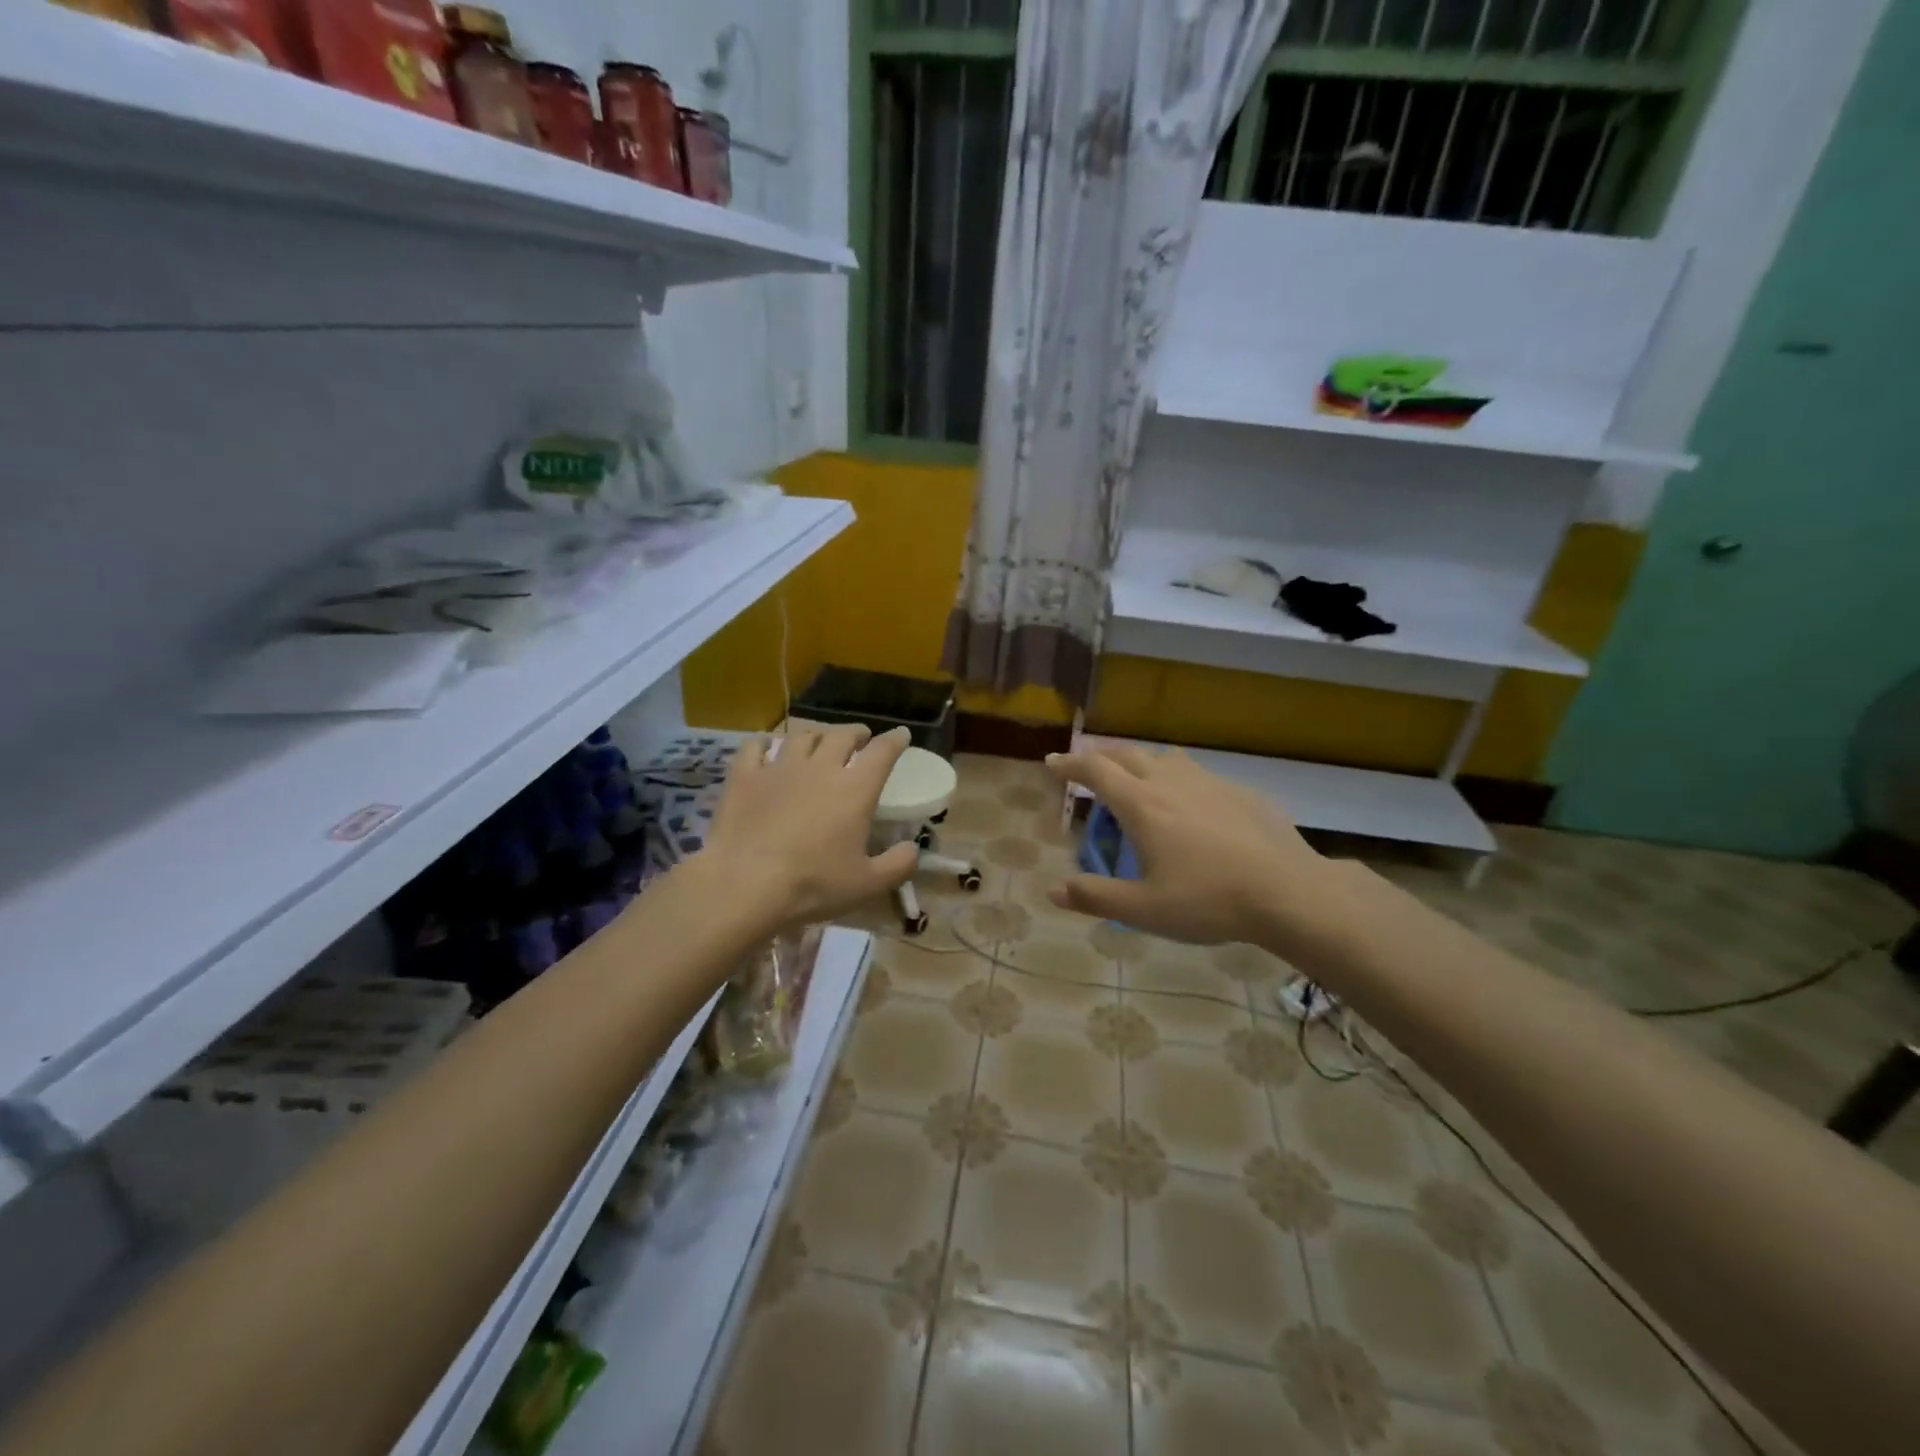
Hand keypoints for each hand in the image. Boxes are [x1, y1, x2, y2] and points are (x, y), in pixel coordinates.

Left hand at [697, 723, 918, 931]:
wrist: (745, 884)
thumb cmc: (813, 884)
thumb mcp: (867, 884)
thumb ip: (898, 865)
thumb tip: (913, 849)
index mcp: (855, 789)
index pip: (882, 752)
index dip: (895, 740)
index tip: (901, 735)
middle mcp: (820, 767)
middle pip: (842, 734)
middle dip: (856, 732)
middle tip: (860, 737)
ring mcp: (779, 768)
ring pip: (801, 735)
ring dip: (816, 734)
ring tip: (819, 740)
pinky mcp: (744, 776)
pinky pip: (755, 746)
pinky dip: (765, 742)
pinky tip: (767, 746)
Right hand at [1043, 744, 1359, 957]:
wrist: (1288, 891)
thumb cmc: (1208, 900)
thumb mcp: (1143, 909)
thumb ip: (1095, 896)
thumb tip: (1052, 890)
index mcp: (1141, 804)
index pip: (1095, 770)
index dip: (1070, 763)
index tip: (1052, 762)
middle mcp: (1170, 782)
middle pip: (1127, 755)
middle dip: (1100, 757)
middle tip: (1087, 767)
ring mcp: (1209, 783)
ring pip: (1166, 759)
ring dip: (1142, 762)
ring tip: (1138, 779)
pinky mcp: (1240, 792)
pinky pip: (1199, 775)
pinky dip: (1180, 780)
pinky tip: (1193, 806)